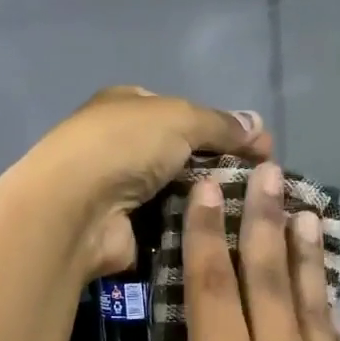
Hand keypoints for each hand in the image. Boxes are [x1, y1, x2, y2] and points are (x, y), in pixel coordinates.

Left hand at [6, 86, 271, 277]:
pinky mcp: (127, 229)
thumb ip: (220, 124)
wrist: (76, 209)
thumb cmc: (125, 146)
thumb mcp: (180, 118)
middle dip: (220, 166)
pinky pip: (171, 225)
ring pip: (180, 192)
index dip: (222, 128)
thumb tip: (259, 127)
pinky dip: (194, 228)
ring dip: (210, 200)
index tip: (261, 149)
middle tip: (264, 183)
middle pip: (184, 154)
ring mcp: (123, 190)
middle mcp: (123, 145)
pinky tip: (228, 234)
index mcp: (127, 106)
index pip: (183, 113)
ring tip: (256, 211)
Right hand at [125, 161, 339, 340]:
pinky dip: (331, 305)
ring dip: (304, 248)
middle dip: (260, 219)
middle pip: (267, 275)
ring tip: (302, 206)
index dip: (205, 235)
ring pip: (310, 297)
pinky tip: (330, 288)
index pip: (212, 289)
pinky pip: (338, 338)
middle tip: (264, 169)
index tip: (207, 189)